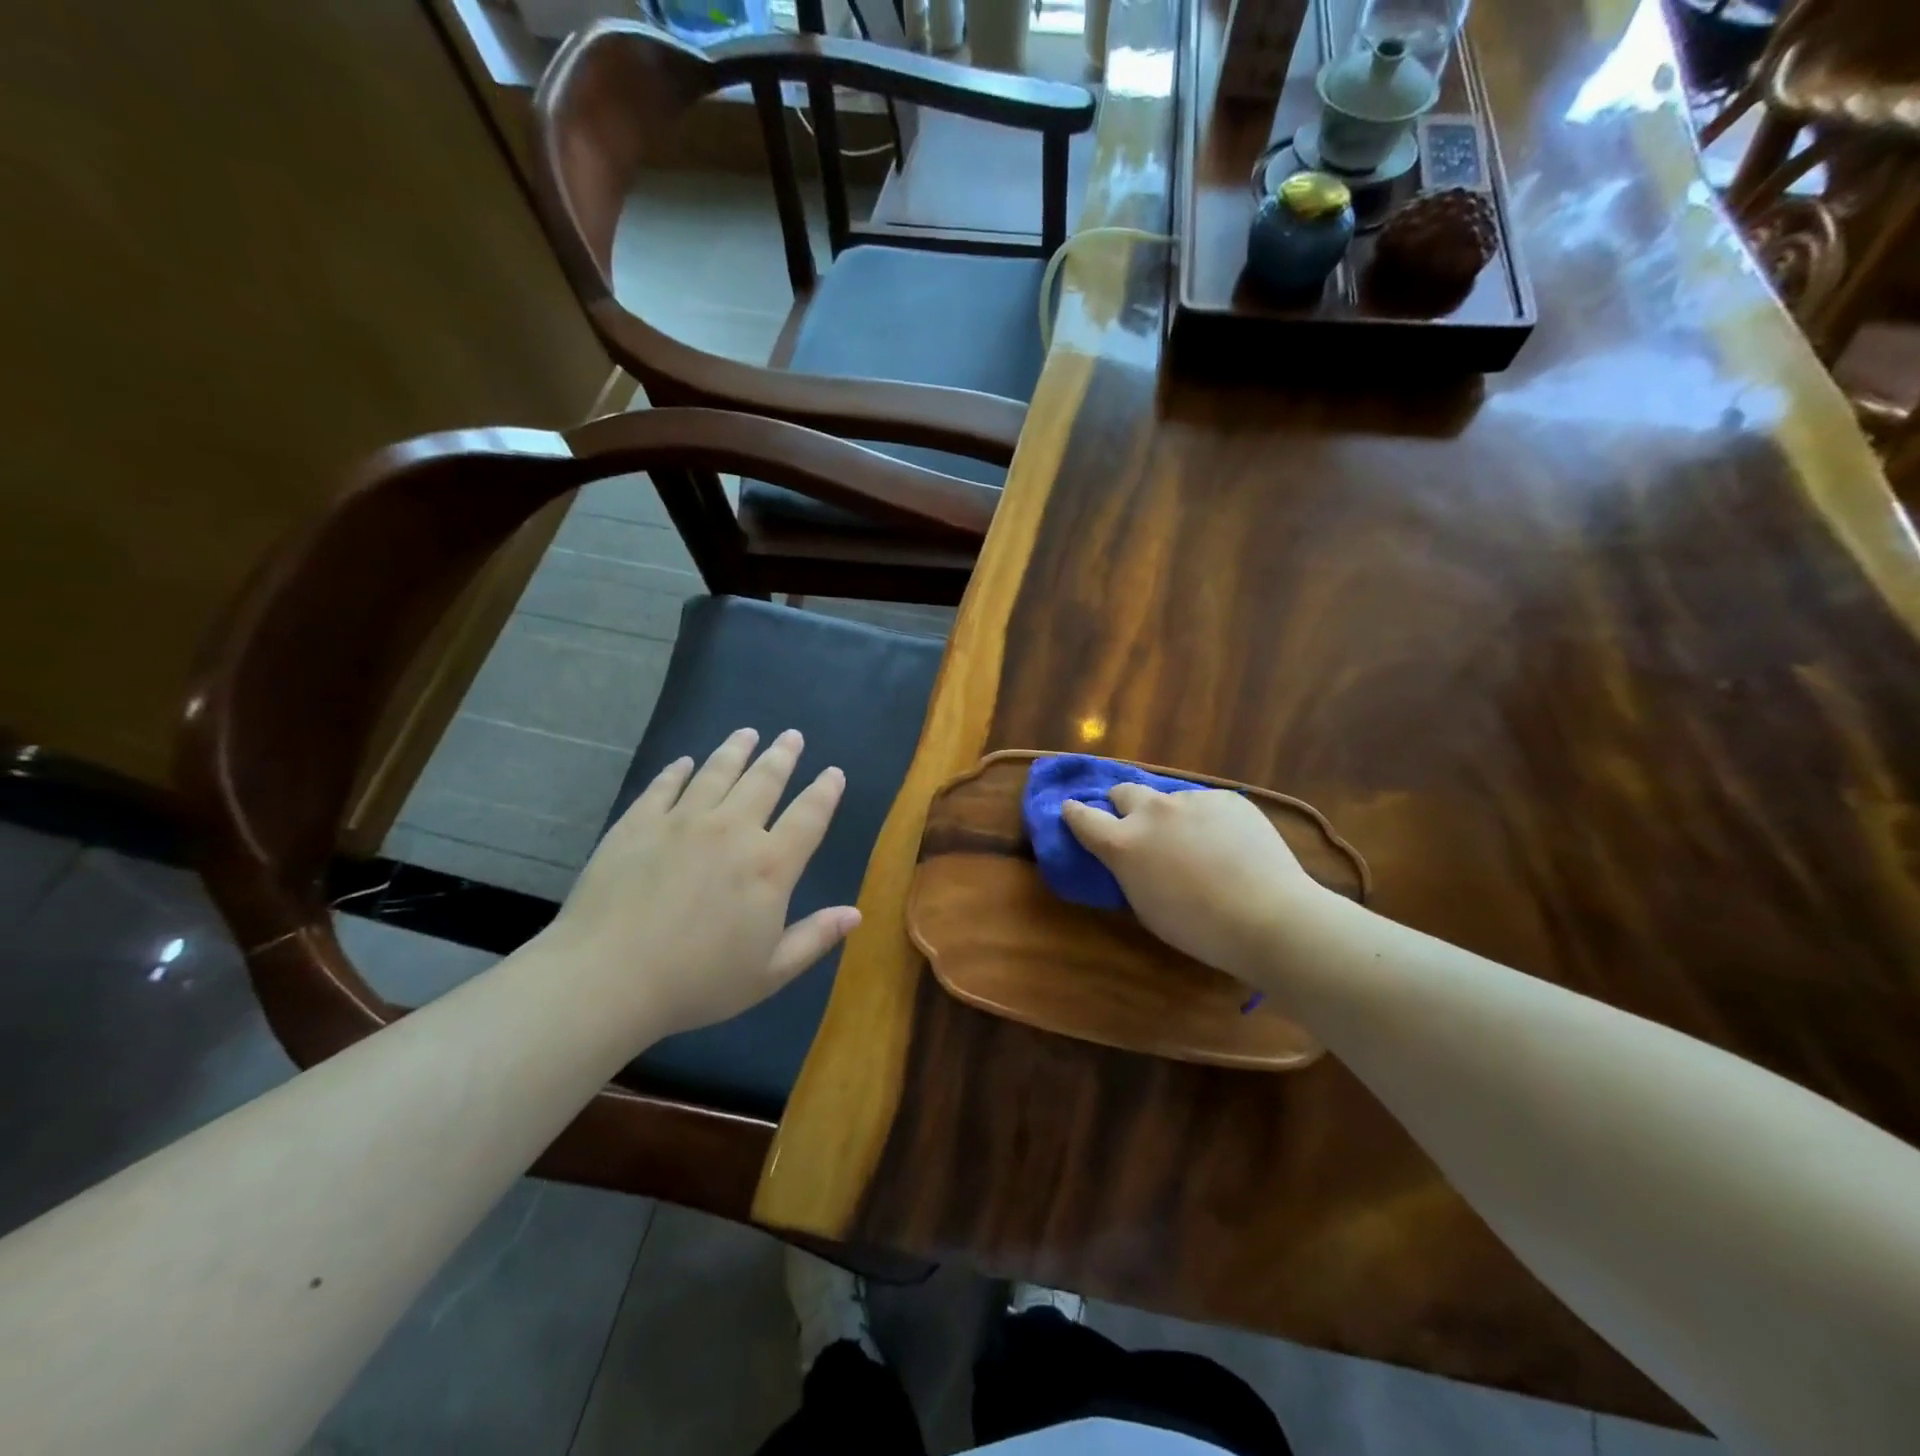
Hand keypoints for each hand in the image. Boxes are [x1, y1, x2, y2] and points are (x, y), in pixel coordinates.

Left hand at [545, 728, 857, 1038]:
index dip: (825, 791)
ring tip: (747, 732)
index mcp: (770, 865)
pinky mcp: (638, 823)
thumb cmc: (697, 982)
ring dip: (736, 750)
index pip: (808, 816)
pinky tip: (685, 762)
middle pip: (764, 780)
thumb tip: (855, 913)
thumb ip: (815, 938)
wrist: (608, 978)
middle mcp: (732, 830)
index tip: (833, 772)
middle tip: (792, 735)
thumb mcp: (769, 973)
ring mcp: (682, 821)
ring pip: (717, 772)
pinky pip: (665, 786)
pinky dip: (679, 771)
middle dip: (782, 755)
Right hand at [1062, 786, 1325, 982]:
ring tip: (1198, 846)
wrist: (1269, 916)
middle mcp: (1151, 812)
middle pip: (1123, 791)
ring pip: (1170, 800)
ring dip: (1172, 817)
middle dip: (1122, 805)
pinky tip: (1230, 847)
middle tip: (1136, 826)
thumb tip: (1132, 857)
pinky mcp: (1226, 798)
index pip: (1081, 816)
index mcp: (1123, 843)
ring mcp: (1190, 800)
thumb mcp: (1146, 906)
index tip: (1072, 810)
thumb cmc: (1199, 928)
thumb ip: (1130, 871)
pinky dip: (1208, 821)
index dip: (1074, 813)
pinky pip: (1206, 805)